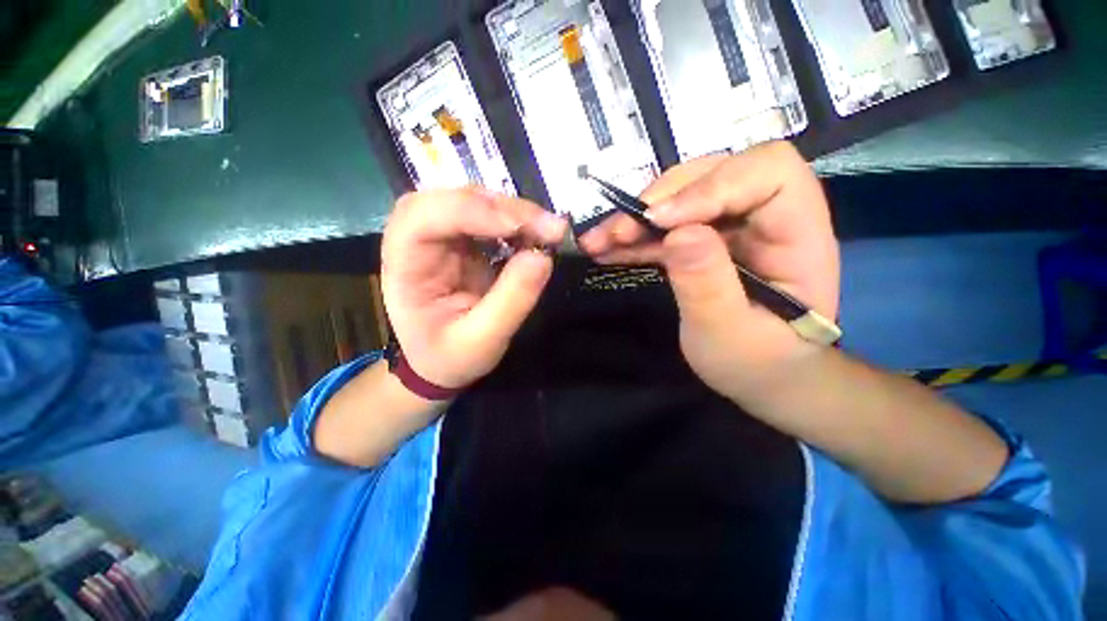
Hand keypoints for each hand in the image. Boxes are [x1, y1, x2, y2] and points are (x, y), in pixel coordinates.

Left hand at [381, 188, 567, 390]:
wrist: (441, 362)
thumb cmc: (451, 356)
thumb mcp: (482, 341)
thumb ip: (512, 300)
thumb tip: (543, 256)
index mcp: (404, 265)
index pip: (424, 217)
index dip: (472, 213)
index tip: (523, 227)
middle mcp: (415, 240)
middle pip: (450, 199)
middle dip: (502, 208)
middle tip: (547, 226)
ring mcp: (440, 236)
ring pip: (472, 201)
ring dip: (513, 211)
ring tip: (547, 230)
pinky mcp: (463, 240)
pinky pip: (488, 217)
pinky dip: (516, 221)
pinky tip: (535, 234)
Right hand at [579, 142, 839, 399]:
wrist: (760, 376)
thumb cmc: (757, 362)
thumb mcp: (728, 333)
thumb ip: (706, 284)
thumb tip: (677, 233)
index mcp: (797, 234)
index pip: (768, 173)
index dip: (711, 185)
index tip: (660, 220)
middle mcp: (765, 218)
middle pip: (715, 175)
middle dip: (660, 199)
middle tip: (619, 231)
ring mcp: (730, 228)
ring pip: (681, 198)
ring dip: (636, 218)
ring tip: (597, 241)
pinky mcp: (703, 242)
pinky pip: (665, 228)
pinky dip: (634, 237)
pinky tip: (604, 249)